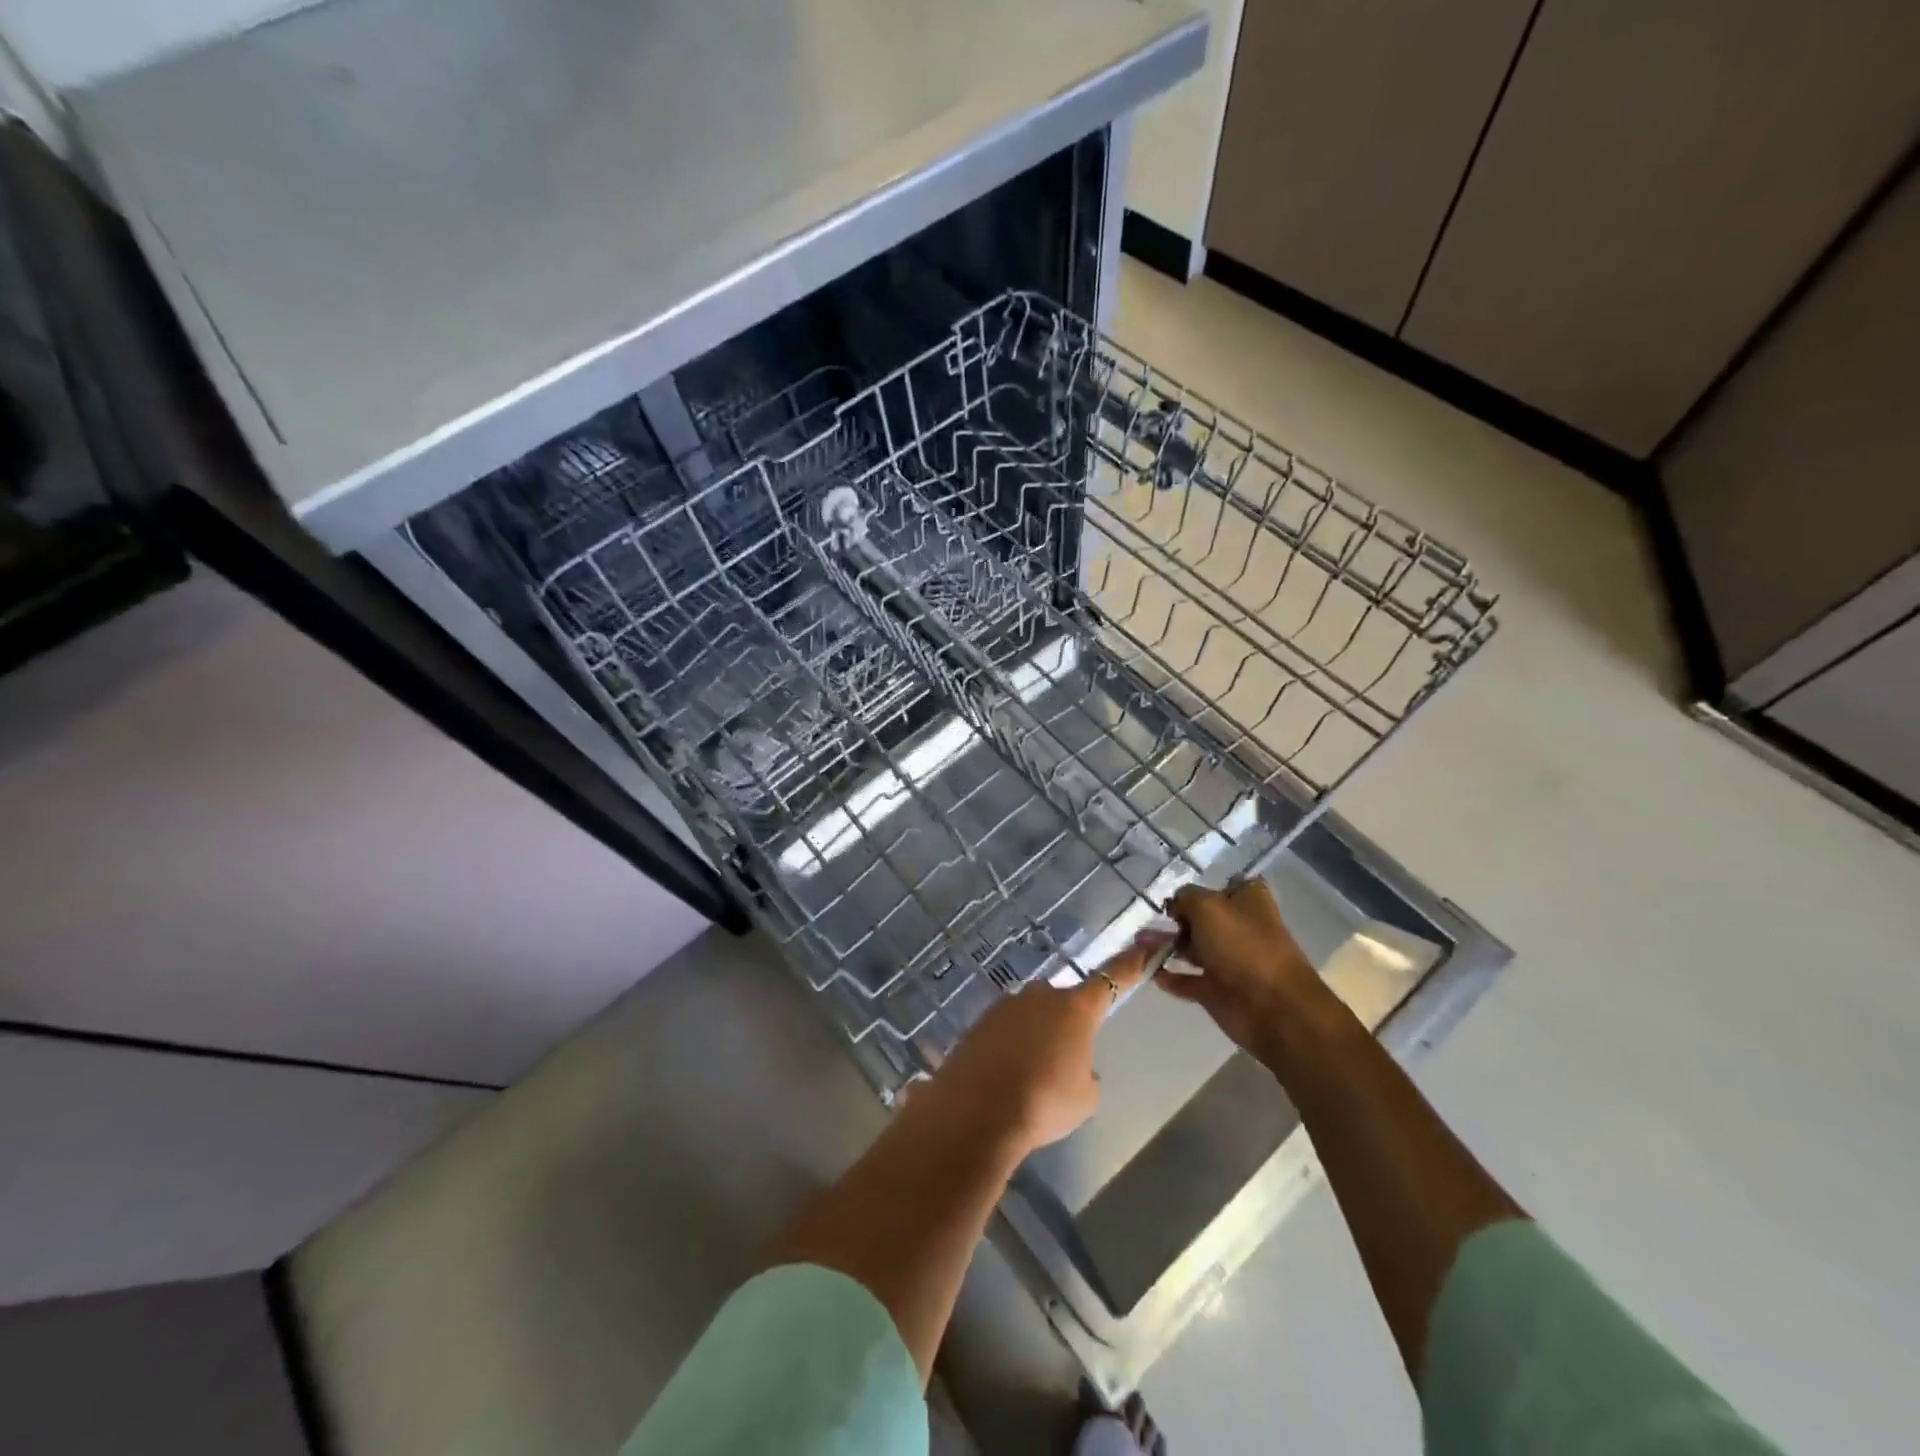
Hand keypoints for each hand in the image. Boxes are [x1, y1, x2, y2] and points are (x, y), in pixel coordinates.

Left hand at [922, 940, 1153, 1155]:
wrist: (978, 1111)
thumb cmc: (1044, 1101)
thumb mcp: (1085, 1097)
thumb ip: (1085, 1074)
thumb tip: (1074, 1067)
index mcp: (1076, 1008)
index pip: (1112, 979)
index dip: (1130, 964)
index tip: (1146, 944)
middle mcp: (1041, 995)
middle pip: (1063, 1003)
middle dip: (1065, 1026)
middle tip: (1061, 1065)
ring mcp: (1006, 1005)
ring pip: (1031, 1017)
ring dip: (1034, 1038)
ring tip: (1027, 1079)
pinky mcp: (979, 1021)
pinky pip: (1004, 1031)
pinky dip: (1008, 1049)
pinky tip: (1003, 1079)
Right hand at [1157, 879, 1328, 1060]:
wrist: (1272, 1009)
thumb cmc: (1243, 947)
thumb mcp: (1207, 907)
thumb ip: (1185, 898)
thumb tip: (1175, 905)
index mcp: (1247, 901)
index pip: (1222, 886)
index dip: (1199, 889)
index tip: (1174, 896)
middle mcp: (1238, 928)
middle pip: (1200, 918)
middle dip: (1173, 918)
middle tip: (1145, 921)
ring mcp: (1227, 961)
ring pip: (1190, 948)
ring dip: (1164, 945)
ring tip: (1138, 944)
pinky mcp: (1216, 990)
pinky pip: (1186, 979)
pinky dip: (1168, 975)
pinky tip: (1146, 970)